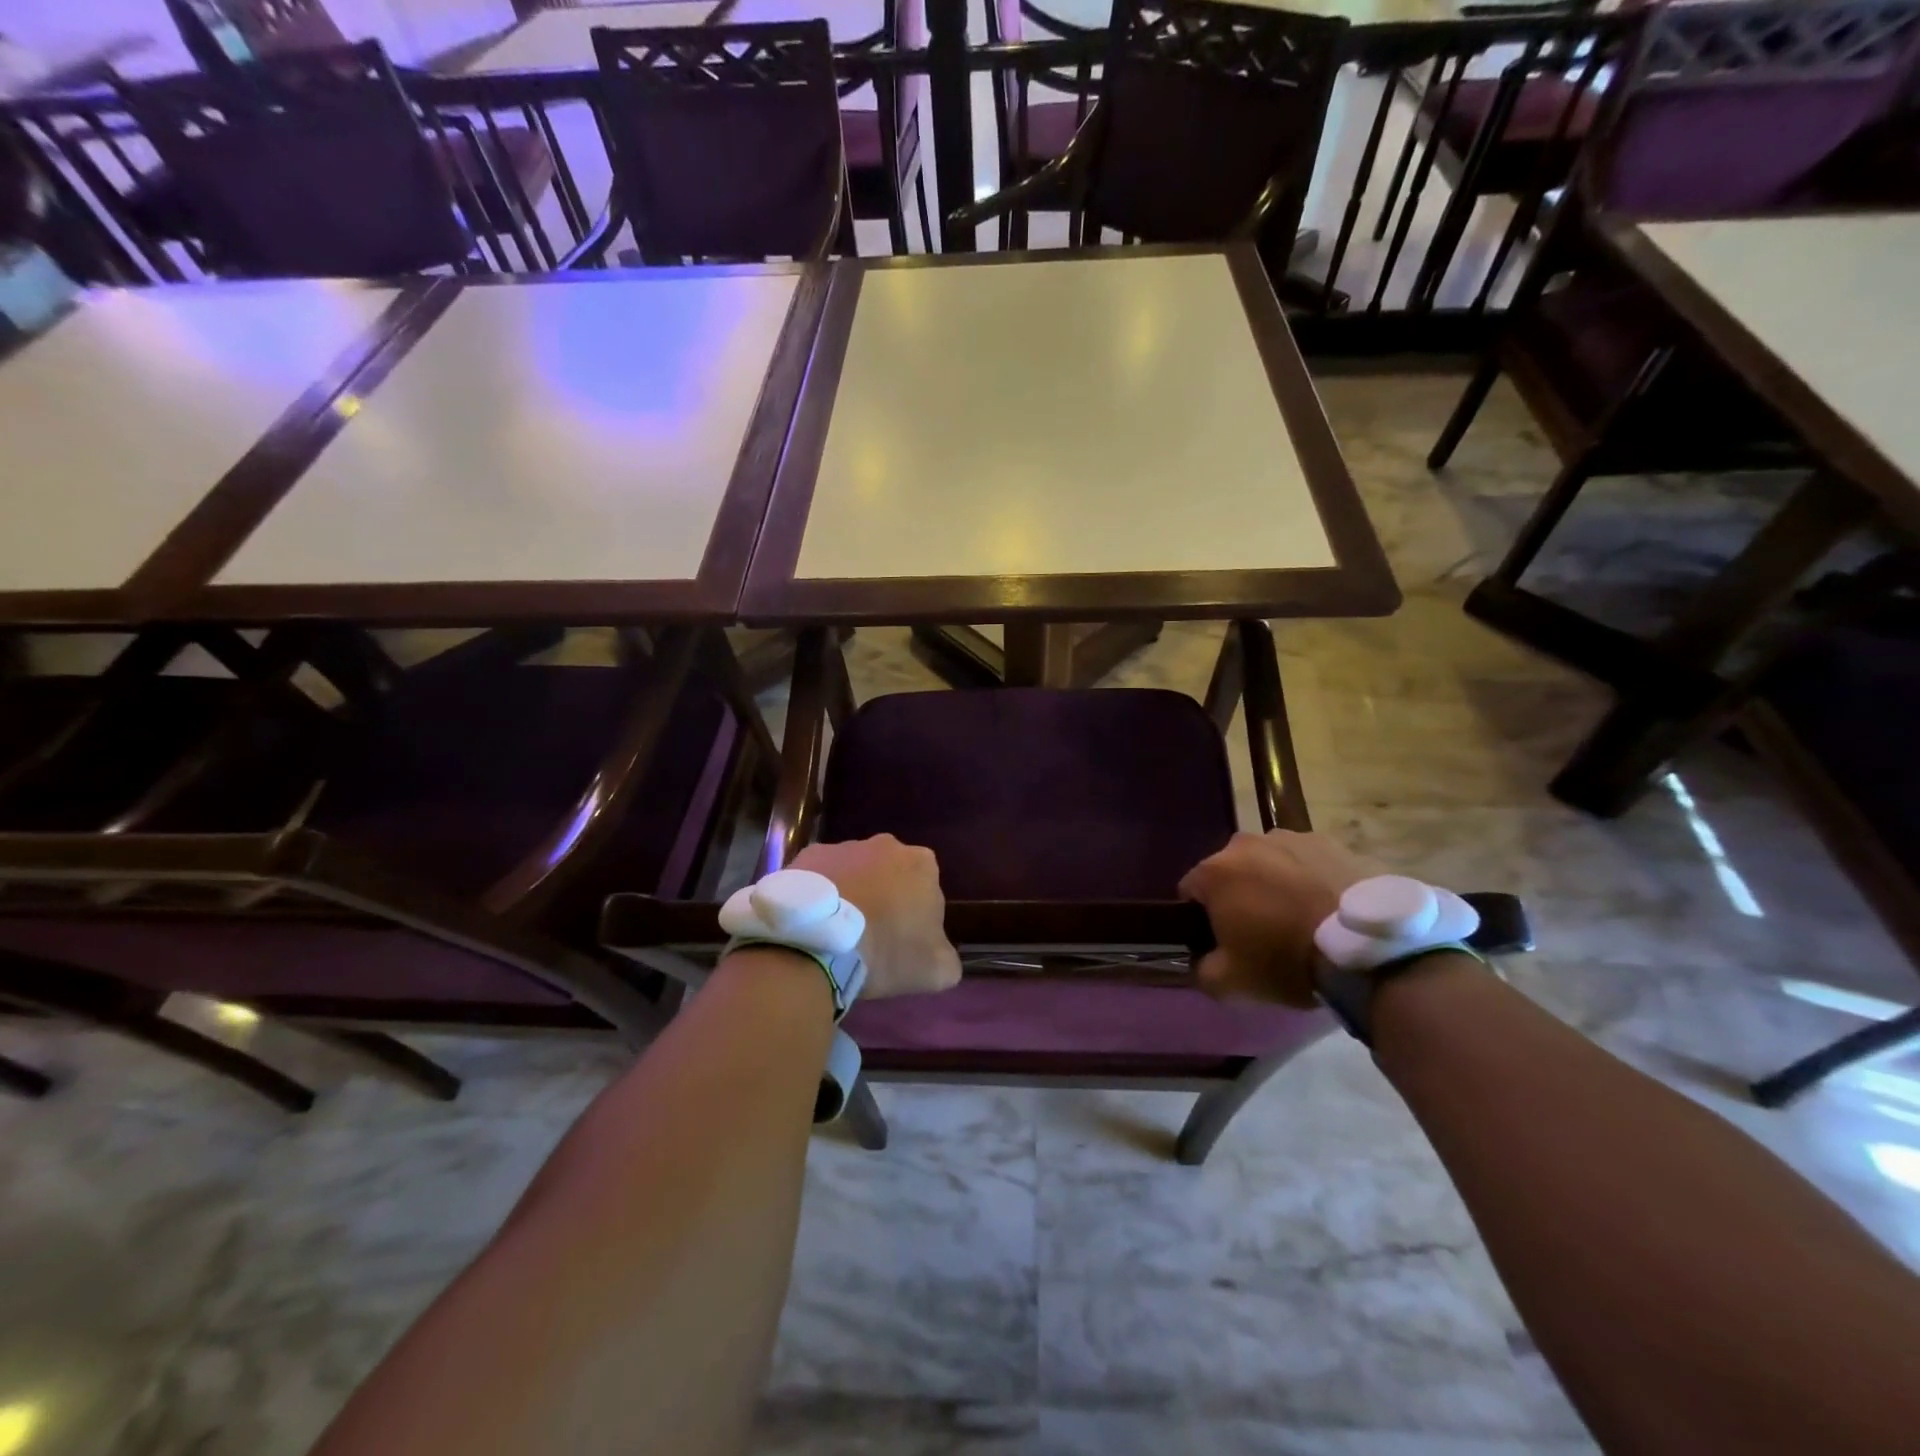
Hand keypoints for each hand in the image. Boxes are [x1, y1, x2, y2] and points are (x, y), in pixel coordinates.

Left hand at [791, 836, 961, 999]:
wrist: (819, 942)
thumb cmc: (886, 950)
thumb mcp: (935, 970)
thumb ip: (947, 957)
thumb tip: (939, 954)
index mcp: (922, 863)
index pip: (927, 887)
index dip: (917, 914)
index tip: (903, 940)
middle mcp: (885, 844)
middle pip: (890, 873)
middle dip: (883, 897)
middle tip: (871, 935)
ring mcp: (843, 846)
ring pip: (854, 872)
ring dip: (851, 893)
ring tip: (837, 931)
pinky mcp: (808, 855)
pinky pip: (820, 876)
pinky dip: (820, 894)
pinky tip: (813, 922)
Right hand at [1178, 830, 1377, 1007]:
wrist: (1368, 948)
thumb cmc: (1287, 960)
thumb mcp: (1232, 983)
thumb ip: (1202, 970)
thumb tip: (1200, 962)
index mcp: (1215, 872)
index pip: (1190, 891)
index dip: (1201, 918)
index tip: (1221, 941)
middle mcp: (1245, 843)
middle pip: (1230, 871)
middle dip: (1238, 895)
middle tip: (1262, 930)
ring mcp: (1290, 838)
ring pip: (1269, 862)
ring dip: (1273, 883)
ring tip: (1300, 917)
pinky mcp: (1331, 842)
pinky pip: (1306, 860)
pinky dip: (1308, 877)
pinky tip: (1327, 907)